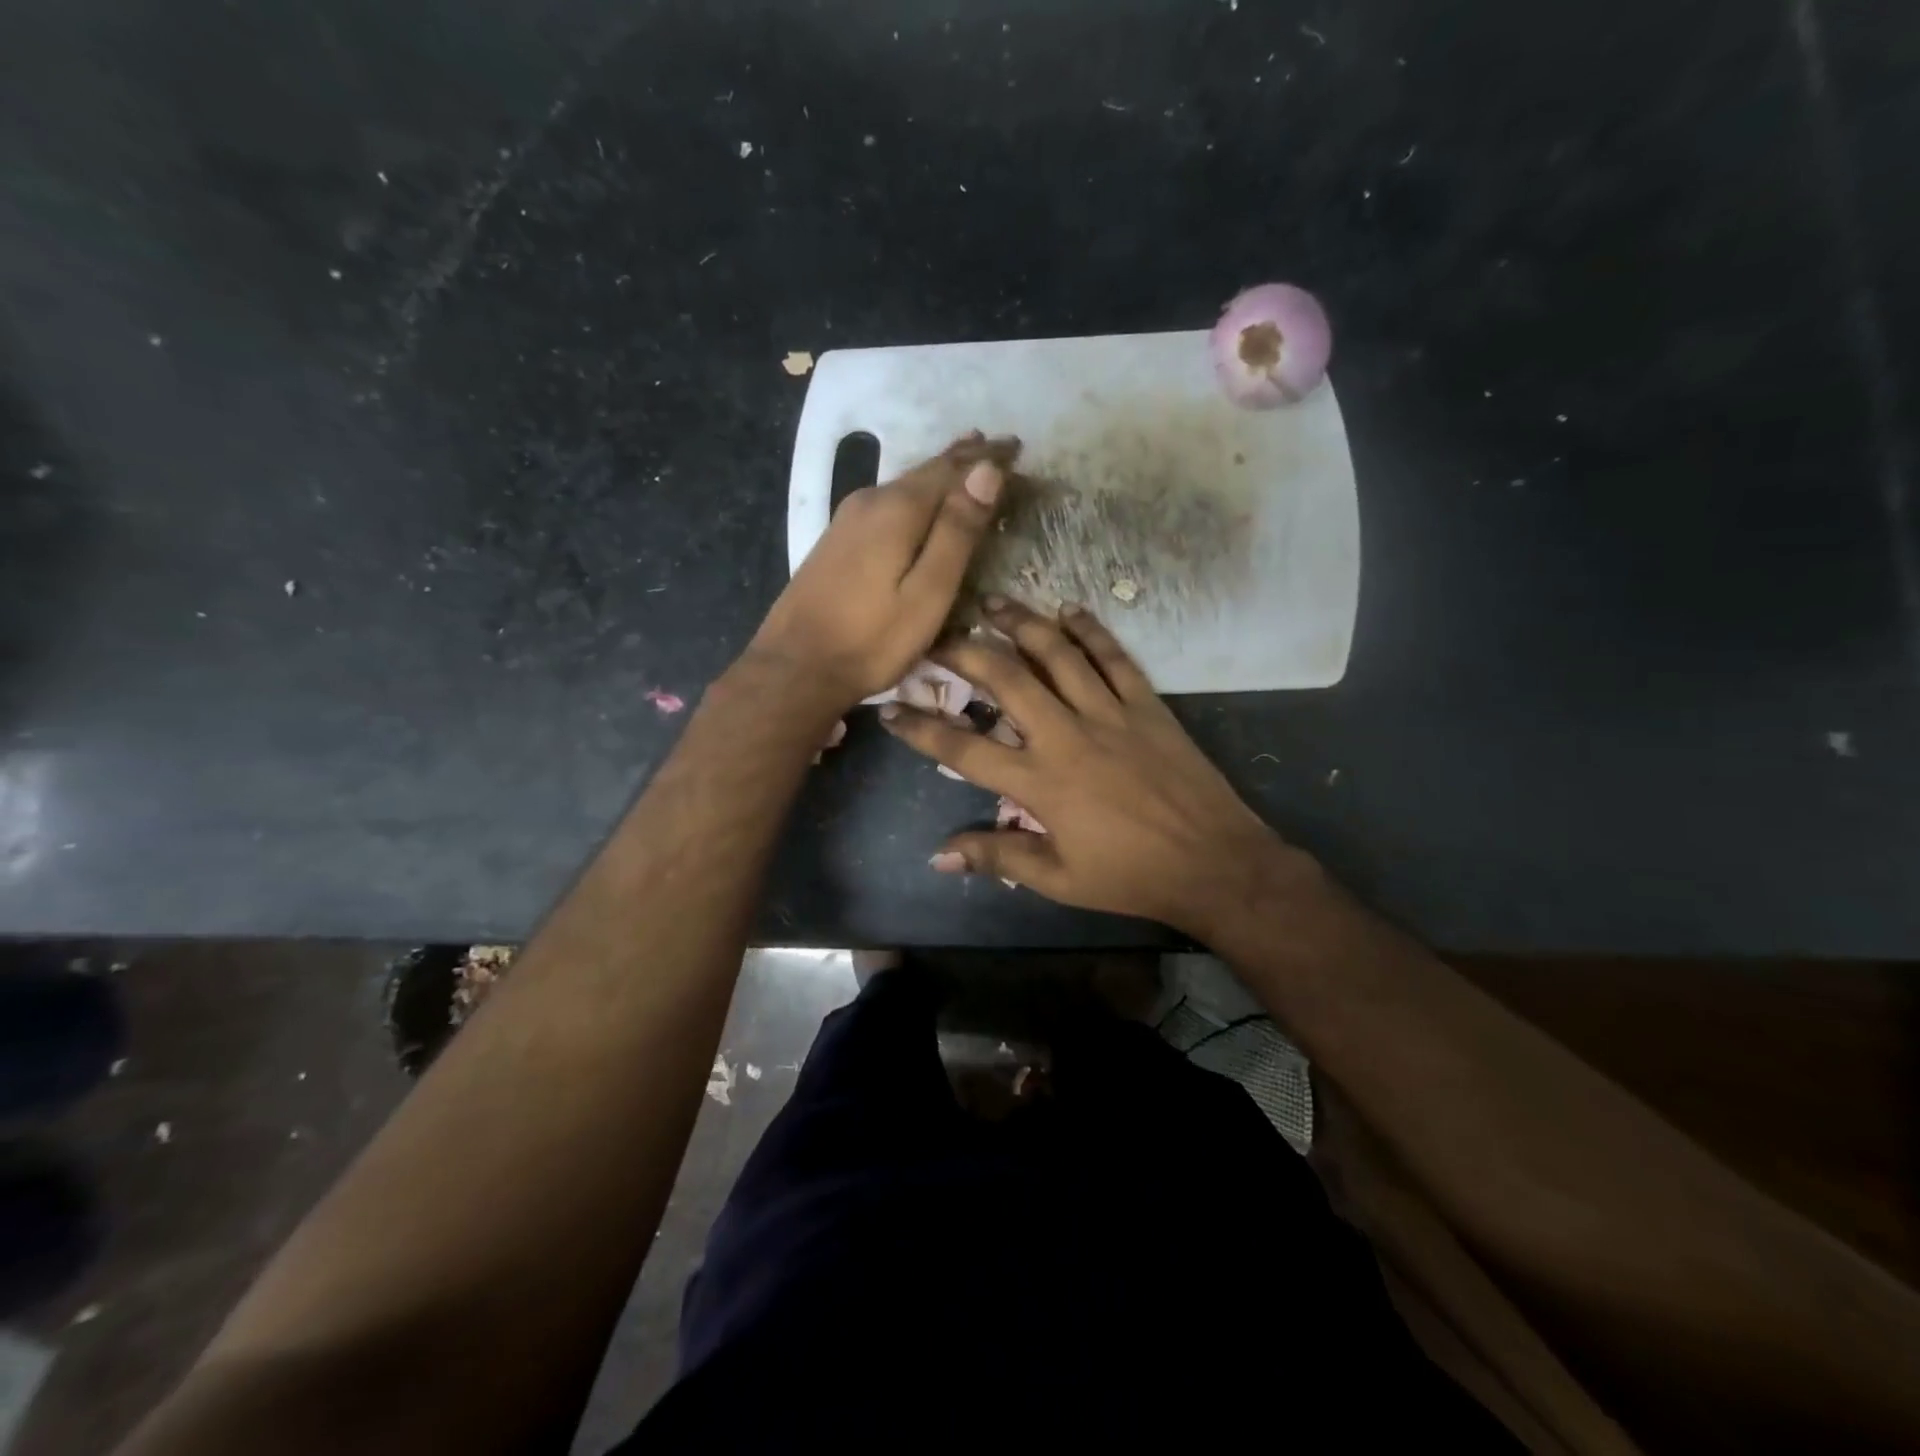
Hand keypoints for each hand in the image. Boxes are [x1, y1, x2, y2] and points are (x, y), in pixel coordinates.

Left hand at [745, 433, 1018, 710]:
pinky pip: (888, 504)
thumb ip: (958, 531)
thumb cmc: (873, 640)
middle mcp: (870, 500)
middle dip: (964, 460)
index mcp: (897, 509)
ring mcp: (847, 520)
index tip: (1016, 447)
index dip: (986, 459)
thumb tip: (987, 470)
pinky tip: (920, 503)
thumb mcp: (928, 593)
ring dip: (939, 475)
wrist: (796, 667)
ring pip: (905, 486)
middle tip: (998, 447)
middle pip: (925, 471)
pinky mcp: (837, 541)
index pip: (952, 469)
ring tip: (967, 464)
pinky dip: (916, 496)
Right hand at [879, 597, 1313, 935]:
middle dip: (964, 652)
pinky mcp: (1147, 705)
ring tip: (992, 603)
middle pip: (1006, 679)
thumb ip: (997, 856)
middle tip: (936, 636)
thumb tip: (939, 855)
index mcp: (1040, 782)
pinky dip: (1091, 630)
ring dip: (1021, 624)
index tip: (890, 708)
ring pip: (1058, 653)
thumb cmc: (1130, 877)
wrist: (1214, 863)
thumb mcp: (1057, 879)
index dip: (921, 728)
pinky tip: (1069, 610)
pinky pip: (1114, 657)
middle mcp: (1067, 735)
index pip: (964, 750)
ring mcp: (1110, 713)